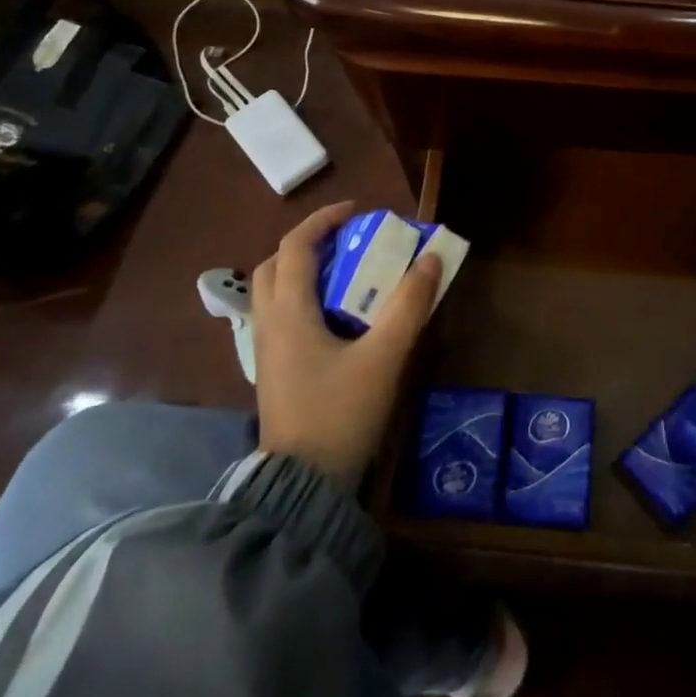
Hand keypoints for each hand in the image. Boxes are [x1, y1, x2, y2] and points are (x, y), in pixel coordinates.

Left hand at [251, 200, 442, 489]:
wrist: (303, 485)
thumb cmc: (341, 413)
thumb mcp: (384, 357)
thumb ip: (408, 306)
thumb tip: (430, 259)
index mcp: (289, 312)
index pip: (296, 246)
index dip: (324, 220)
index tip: (358, 211)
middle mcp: (268, 323)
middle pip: (276, 264)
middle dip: (309, 243)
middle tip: (347, 242)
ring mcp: (265, 349)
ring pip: (274, 291)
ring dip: (304, 271)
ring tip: (346, 274)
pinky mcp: (273, 369)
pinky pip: (281, 315)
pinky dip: (304, 298)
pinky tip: (336, 316)